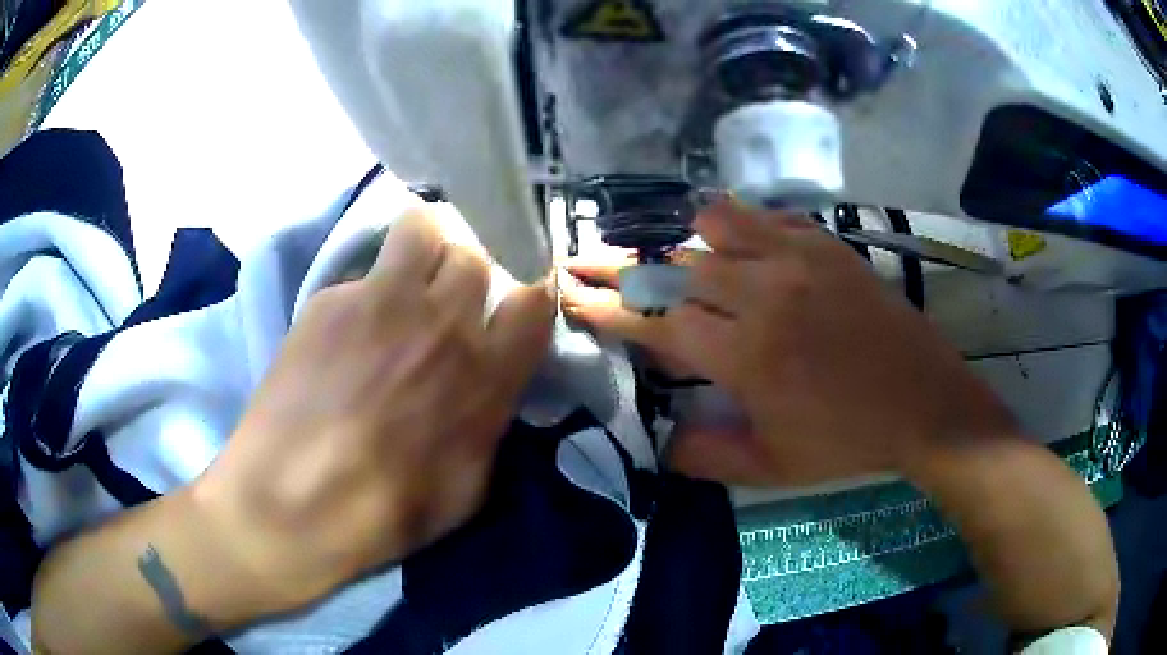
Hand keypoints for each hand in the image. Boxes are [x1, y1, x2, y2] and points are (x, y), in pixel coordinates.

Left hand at [192, 208, 555, 615]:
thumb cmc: (387, 512)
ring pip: (423, 228)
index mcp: (486, 374)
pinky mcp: (331, 299)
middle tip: (443, 300)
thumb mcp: (469, 486)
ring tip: (403, 276)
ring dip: (423, 247)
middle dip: (465, 275)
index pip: (535, 302)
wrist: (294, 502)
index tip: (507, 311)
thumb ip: (487, 421)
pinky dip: (364, 289)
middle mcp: (443, 323)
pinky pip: (361, 271)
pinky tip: (340, 330)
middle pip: (475, 256)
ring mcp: (382, 301)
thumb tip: (487, 390)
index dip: (526, 298)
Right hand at [563, 202, 1015, 485]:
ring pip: (714, 224)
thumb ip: (705, 455)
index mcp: (747, 356)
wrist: (923, 400)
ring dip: (689, 244)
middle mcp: (763, 294)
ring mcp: (797, 259)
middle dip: (627, 268)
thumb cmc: (848, 439)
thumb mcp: (772, 467)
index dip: (608, 309)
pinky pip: (763, 216)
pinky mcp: (825, 243)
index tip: (573, 293)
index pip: (656, 322)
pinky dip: (739, 227)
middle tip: (599, 263)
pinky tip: (741, 247)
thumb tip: (658, 437)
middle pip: (675, 265)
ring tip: (687, 264)